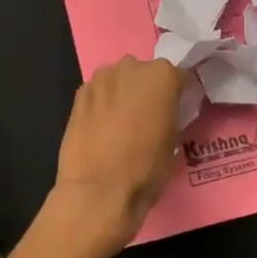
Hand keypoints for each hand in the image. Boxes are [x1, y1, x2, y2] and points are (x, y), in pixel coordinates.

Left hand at [49, 56, 185, 249]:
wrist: (99, 189)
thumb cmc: (146, 167)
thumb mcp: (174, 140)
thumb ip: (171, 114)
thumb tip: (164, 112)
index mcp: (162, 75)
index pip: (177, 77)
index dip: (177, 95)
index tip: (175, 111)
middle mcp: (131, 67)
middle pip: (144, 74)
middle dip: (146, 90)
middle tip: (147, 118)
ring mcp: (101, 78)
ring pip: (118, 80)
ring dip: (122, 94)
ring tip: (121, 124)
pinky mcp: (79, 94)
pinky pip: (98, 93)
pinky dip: (102, 104)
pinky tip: (101, 128)